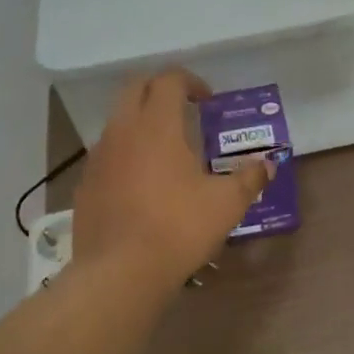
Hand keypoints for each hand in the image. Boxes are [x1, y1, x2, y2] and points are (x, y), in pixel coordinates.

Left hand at [72, 70, 272, 290]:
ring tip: (166, 150)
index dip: (190, 81)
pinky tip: (142, 184)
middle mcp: (122, 131)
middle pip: (135, 88)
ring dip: (141, 122)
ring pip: (118, 121)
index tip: (208, 100)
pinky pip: (107, 154)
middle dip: (160, 90)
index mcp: (157, 125)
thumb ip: (249, 178)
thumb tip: (268, 165)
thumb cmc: (178, 228)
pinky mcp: (85, 184)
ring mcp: (98, 157)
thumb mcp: (226, 204)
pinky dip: (126, 154)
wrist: (119, 273)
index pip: (168, 80)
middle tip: (185, 111)